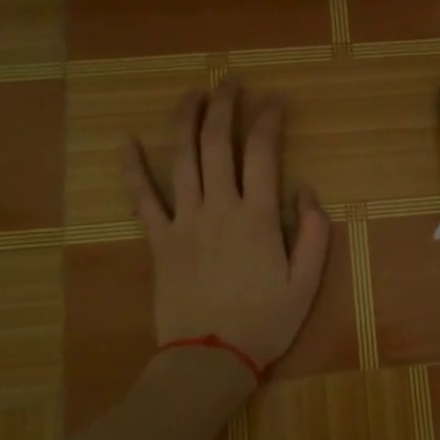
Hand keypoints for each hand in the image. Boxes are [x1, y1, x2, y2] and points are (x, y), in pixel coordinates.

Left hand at [121, 82, 331, 370]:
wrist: (209, 358)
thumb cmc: (264, 322)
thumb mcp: (306, 283)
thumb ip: (314, 234)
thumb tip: (308, 191)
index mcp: (258, 217)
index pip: (263, 153)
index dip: (269, 120)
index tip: (275, 101)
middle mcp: (219, 208)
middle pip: (217, 144)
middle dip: (224, 106)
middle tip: (230, 81)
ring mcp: (184, 221)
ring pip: (181, 159)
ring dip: (186, 121)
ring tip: (193, 94)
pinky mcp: (159, 239)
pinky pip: (142, 198)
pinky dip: (132, 168)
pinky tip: (126, 141)